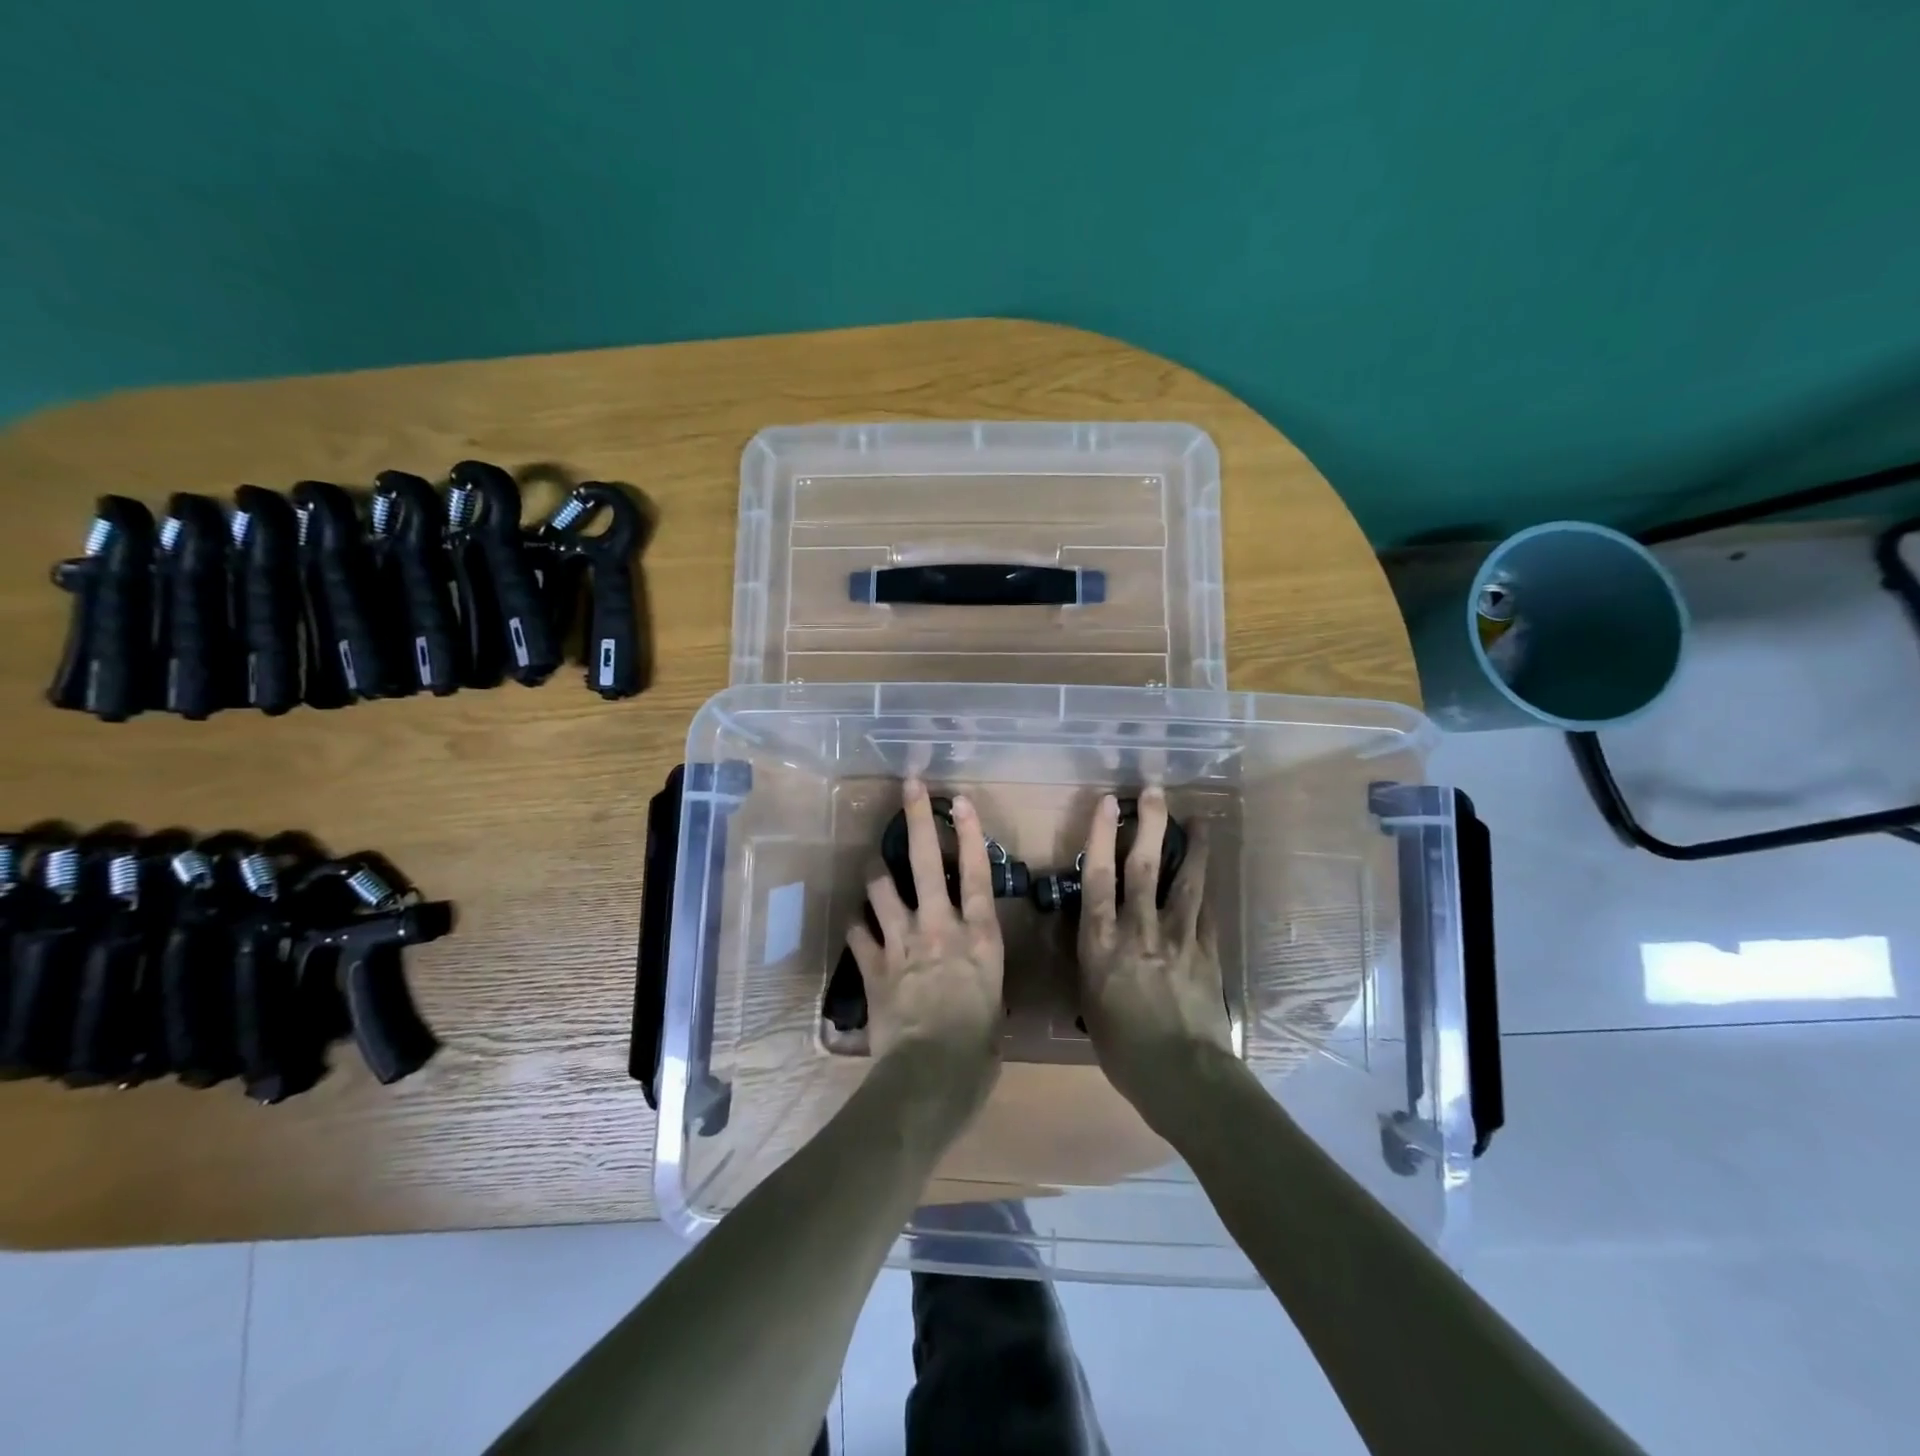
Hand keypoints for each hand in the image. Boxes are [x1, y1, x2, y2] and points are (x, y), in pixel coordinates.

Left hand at [845, 781, 1004, 1091]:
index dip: (968, 833)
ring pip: (881, 888)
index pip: (978, 874)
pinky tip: (856, 922)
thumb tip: (974, 979)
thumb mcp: (994, 1006)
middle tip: (909, 787)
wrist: (930, 1077)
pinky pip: (858, 932)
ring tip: (875, 865)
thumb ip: (981, 978)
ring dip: (877, 872)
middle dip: (916, 819)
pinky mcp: (872, 966)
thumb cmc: (978, 1050)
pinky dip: (857, 924)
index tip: (958, 800)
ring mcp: (902, 943)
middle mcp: (940, 927)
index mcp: (979, 937)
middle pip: (927, 862)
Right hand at [1075, 788, 1232, 1123]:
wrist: (1180, 1075)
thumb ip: (1093, 961)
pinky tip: (1210, 874)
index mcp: (1102, 942)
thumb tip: (1096, 939)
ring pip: (1184, 881)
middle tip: (1156, 791)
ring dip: (1192, 847)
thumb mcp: (1090, 1000)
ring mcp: (1178, 937)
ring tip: (1200, 820)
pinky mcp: (1208, 952)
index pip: (1098, 877)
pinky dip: (1207, 889)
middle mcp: (1139, 929)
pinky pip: (1207, 911)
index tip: (1107, 803)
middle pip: (1143, 866)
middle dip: (1149, 824)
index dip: (1101, 836)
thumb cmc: (1122, 1048)